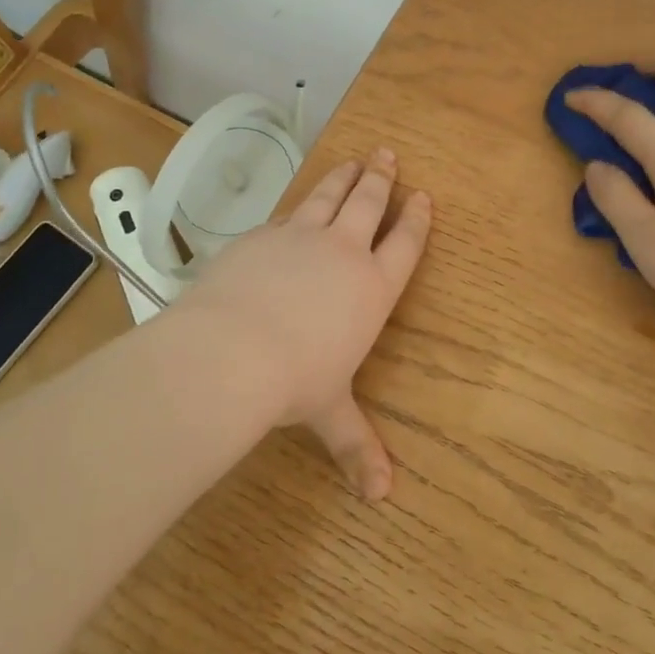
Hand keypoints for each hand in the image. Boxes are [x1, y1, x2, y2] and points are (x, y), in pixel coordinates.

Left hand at [174, 149, 431, 498]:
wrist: (231, 351)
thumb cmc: (295, 382)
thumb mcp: (329, 413)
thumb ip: (356, 446)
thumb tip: (380, 497)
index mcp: (372, 289)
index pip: (404, 244)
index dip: (416, 219)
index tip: (423, 195)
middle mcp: (342, 253)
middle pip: (368, 204)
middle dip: (381, 179)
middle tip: (388, 156)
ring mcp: (299, 238)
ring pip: (328, 196)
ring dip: (343, 177)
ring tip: (354, 160)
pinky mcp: (261, 236)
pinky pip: (287, 213)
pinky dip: (298, 206)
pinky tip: (296, 206)